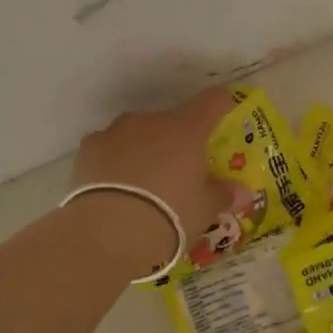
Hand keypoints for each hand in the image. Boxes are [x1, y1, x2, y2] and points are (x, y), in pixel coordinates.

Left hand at [69, 88, 238, 274]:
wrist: (107, 232)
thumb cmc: (169, 216)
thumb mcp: (204, 211)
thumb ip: (223, 195)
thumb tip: (243, 191)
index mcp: (187, 129)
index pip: (213, 101)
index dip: (222, 105)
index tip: (225, 116)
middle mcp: (153, 121)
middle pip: (172, 120)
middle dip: (177, 140)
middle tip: (179, 171)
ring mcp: (117, 130)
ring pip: (138, 132)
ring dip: (144, 148)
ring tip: (143, 183)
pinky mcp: (89, 147)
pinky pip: (109, 146)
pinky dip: (114, 159)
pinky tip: (114, 186)